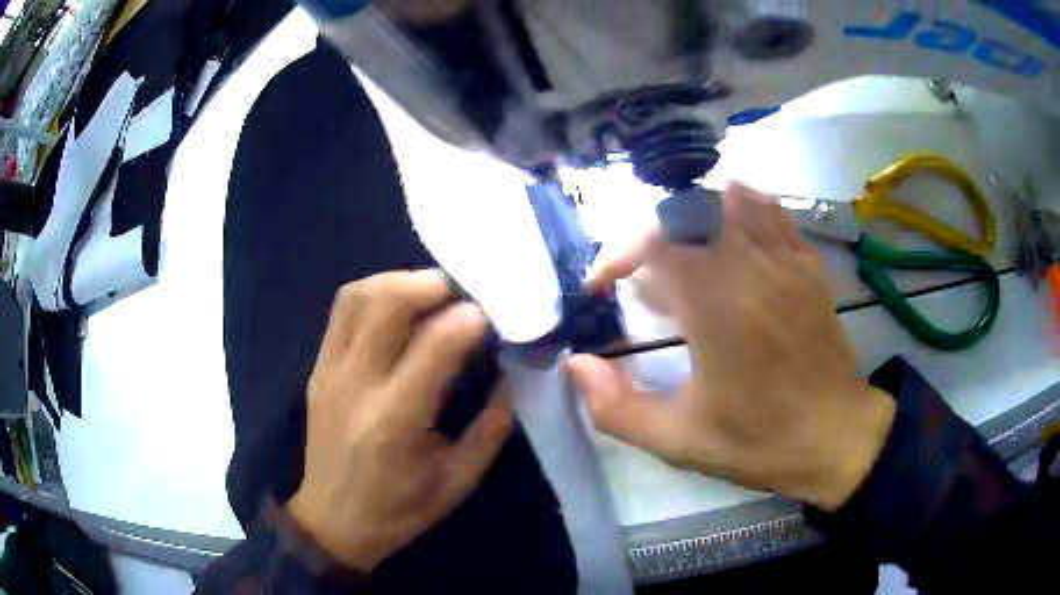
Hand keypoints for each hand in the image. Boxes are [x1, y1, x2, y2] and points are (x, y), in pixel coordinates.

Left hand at [287, 270, 511, 571]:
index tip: (496, 315)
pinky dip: (374, 294)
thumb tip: (513, 371)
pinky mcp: (318, 367)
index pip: (435, 343)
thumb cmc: (399, 510)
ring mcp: (330, 370)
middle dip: (432, 283)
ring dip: (400, 281)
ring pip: (358, 295)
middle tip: (464, 293)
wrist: (332, 522)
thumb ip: (493, 425)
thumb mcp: (459, 480)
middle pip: (387, 302)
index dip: (471, 317)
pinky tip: (399, 309)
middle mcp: (356, 384)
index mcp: (396, 420)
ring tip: (432, 294)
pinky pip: (342, 311)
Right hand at [567, 182, 895, 510]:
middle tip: (641, 276)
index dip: (618, 252)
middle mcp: (753, 268)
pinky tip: (729, 240)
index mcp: (718, 309)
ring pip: (731, 198)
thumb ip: (616, 408)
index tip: (604, 286)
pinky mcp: (809, 264)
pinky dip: (740, 208)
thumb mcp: (679, 441)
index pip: (656, 239)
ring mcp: (787, 260)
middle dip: (650, 235)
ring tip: (682, 254)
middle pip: (689, 208)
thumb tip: (575, 365)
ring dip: (693, 215)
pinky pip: (770, 211)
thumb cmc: (759, 441)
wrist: (837, 436)